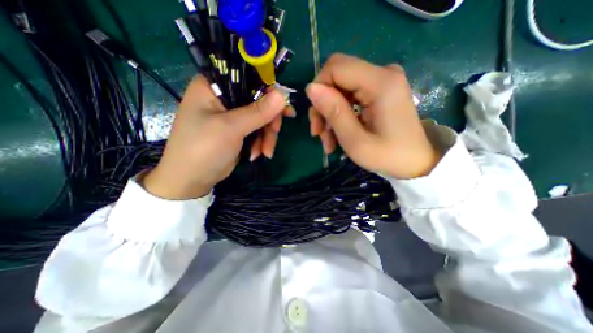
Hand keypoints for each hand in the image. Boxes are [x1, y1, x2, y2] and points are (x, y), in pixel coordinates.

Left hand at [143, 75, 290, 200]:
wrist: (192, 180)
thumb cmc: (204, 149)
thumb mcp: (231, 128)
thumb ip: (257, 111)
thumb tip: (282, 95)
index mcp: (213, 86)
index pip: (247, 77)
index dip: (268, 90)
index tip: (284, 106)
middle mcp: (223, 98)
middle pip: (258, 100)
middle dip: (269, 120)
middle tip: (276, 132)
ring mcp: (232, 116)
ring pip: (261, 118)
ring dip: (267, 136)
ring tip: (265, 152)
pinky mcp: (238, 131)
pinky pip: (257, 131)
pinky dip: (261, 142)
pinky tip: (258, 154)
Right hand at [306, 55, 439, 179]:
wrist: (415, 163)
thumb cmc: (388, 157)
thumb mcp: (355, 141)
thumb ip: (334, 112)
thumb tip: (311, 88)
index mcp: (381, 83)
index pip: (336, 67)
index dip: (319, 89)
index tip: (316, 118)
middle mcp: (382, 74)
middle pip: (337, 78)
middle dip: (323, 105)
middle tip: (318, 133)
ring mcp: (382, 82)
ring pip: (340, 89)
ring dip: (329, 114)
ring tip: (328, 141)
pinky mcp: (379, 92)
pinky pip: (349, 96)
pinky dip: (339, 115)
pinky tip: (336, 135)